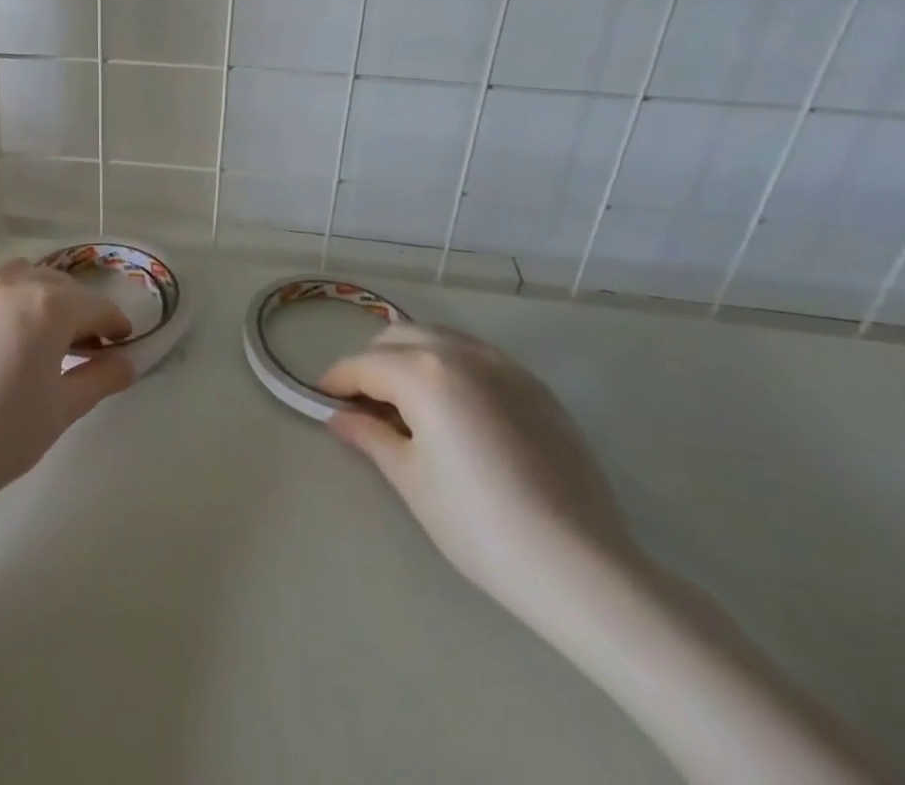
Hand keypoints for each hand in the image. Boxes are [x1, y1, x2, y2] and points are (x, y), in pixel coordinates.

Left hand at [0, 258, 136, 512]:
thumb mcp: (64, 409)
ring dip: (38, 291)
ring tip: (38, 326)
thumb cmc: (5, 435)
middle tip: (82, 345)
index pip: (97, 307)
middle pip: (60, 285)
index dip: (115, 324)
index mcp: (51, 306)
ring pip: (20, 272)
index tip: (120, 343)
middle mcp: (15, 282)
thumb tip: (127, 363)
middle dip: (79, 309)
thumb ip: (101, 377)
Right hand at [320, 322, 637, 618]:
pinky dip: (451, 368)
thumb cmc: (478, 524)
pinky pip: (477, 357)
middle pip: (398, 338)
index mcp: (422, 372)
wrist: (581, 566)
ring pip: (438, 340)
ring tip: (409, 406)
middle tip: (365, 406)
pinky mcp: (536, 387)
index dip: (335, 381)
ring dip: (411, 358)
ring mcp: (504, 365)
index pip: (362, 364)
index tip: (322, 401)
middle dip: (372, 364)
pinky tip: (457, 413)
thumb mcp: (410, 480)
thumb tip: (339, 417)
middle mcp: (460, 352)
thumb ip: (369, 435)